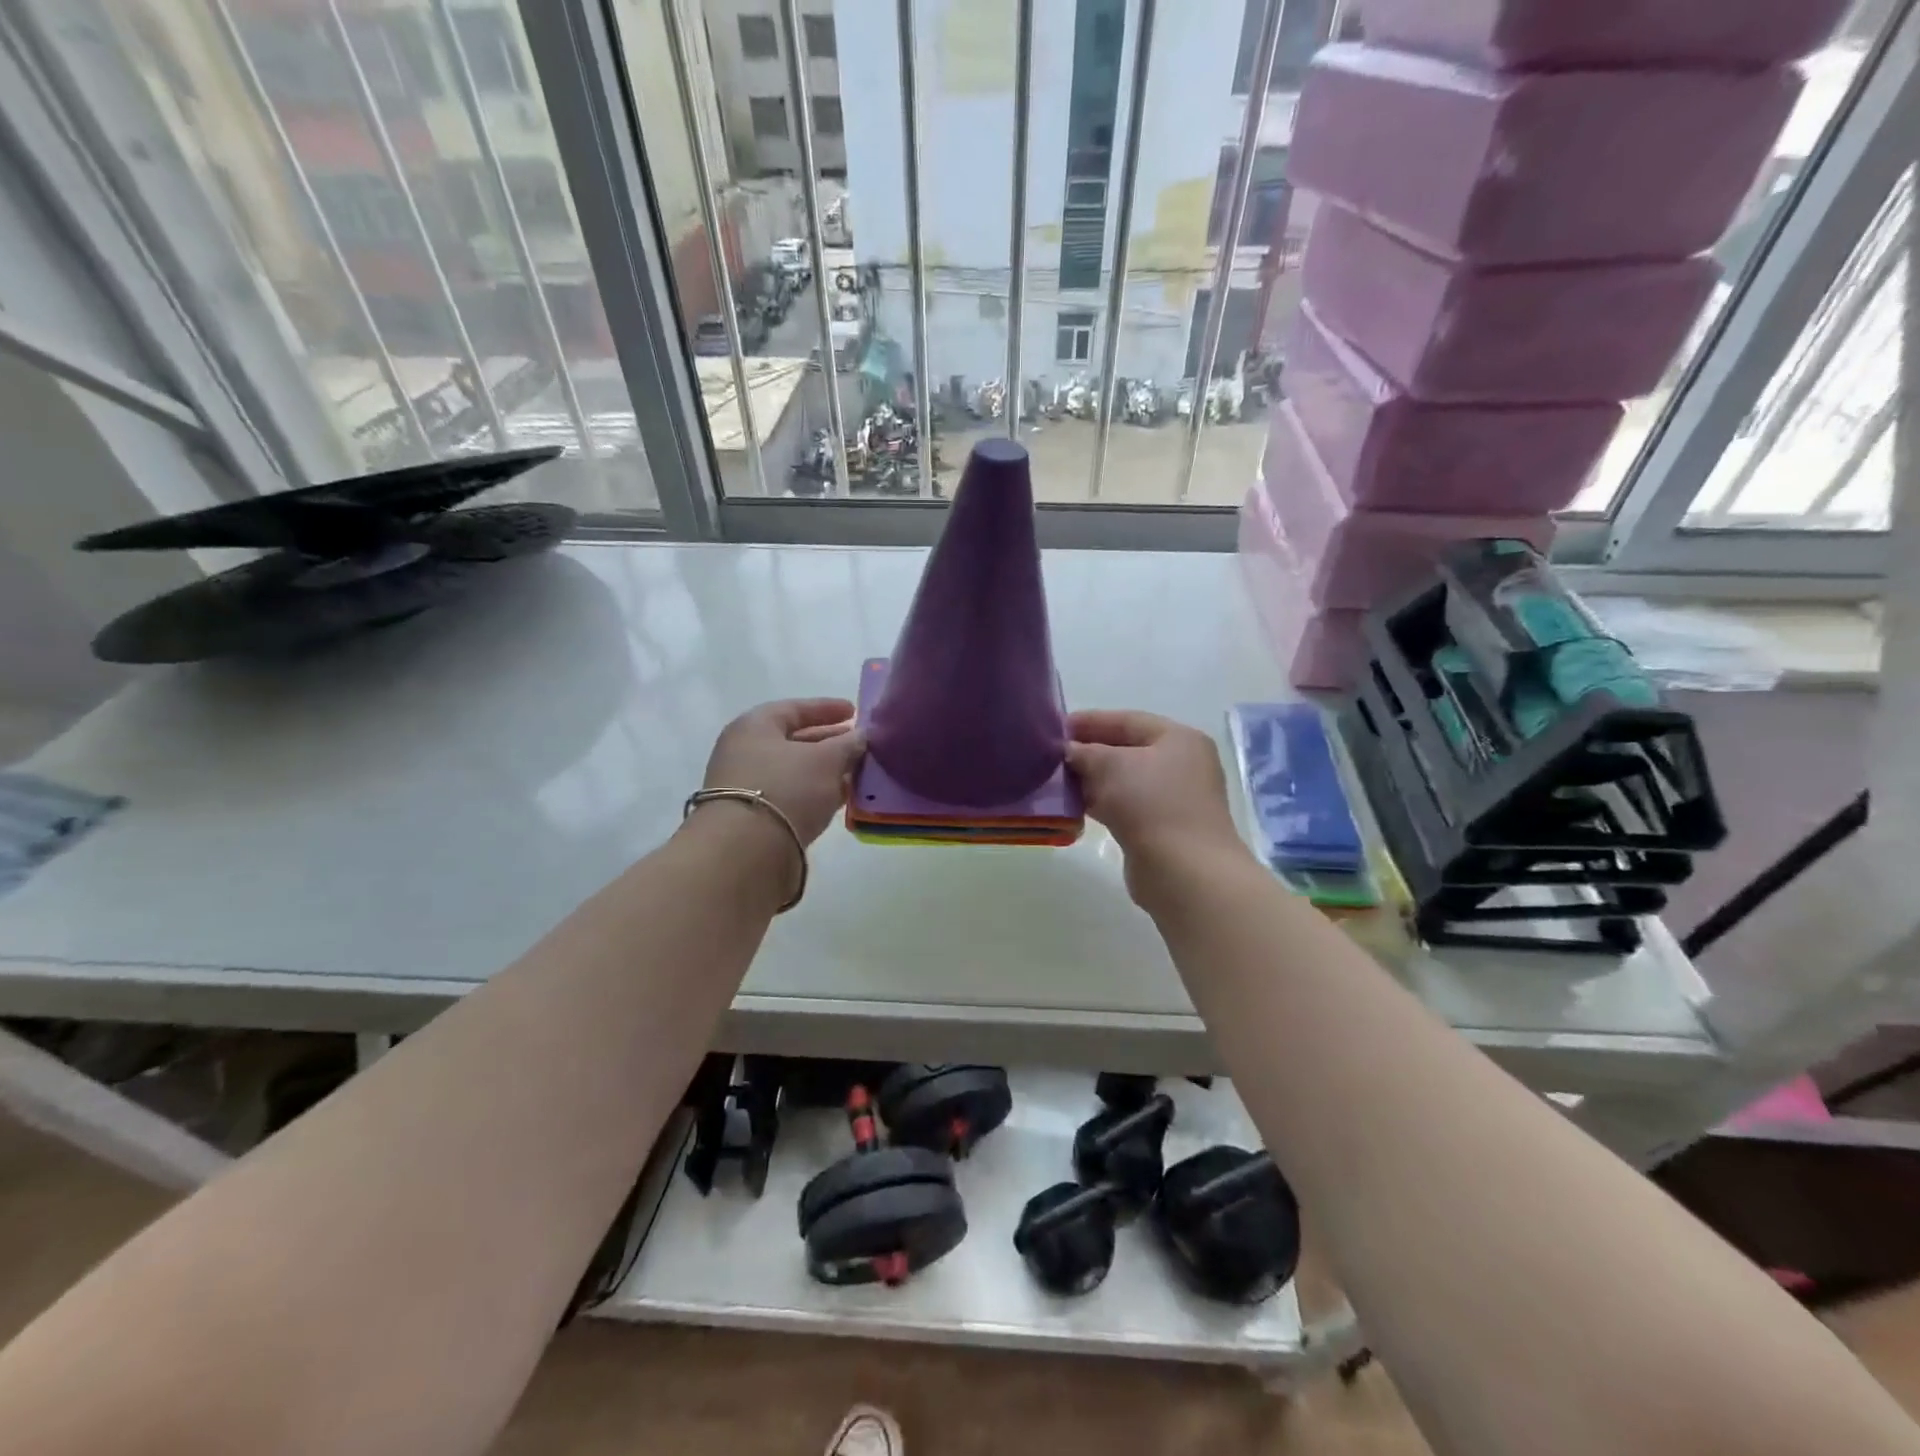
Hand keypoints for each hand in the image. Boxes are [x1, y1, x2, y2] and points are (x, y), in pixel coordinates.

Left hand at [701, 697, 865, 844]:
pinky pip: (791, 795)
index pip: (795, 708)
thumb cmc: (787, 788)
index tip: (855, 711)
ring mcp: (747, 786)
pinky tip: (841, 798)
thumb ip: (847, 745)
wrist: (747, 851)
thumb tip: (860, 737)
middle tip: (860, 745)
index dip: (827, 708)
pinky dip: (816, 793)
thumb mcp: (826, 760)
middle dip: (829, 742)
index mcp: (755, 726)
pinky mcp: (754, 817)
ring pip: (795, 771)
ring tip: (858, 773)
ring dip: (826, 770)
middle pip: (794, 740)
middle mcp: (745, 752)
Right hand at [1067, 710, 1244, 897]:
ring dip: (1092, 780)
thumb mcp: (1109, 766)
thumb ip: (1084, 752)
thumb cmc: (1150, 804)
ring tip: (1057, 781)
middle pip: (1127, 750)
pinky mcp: (1163, 828)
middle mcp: (1182, 765)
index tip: (1055, 728)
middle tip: (1052, 756)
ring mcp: (1175, 799)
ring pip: (1125, 781)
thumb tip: (1067, 751)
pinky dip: (1102, 803)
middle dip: (1089, 752)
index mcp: (1179, 739)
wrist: (1184, 872)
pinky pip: (1127, 806)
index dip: (1090, 721)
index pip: (1128, 720)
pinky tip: (1076, 807)